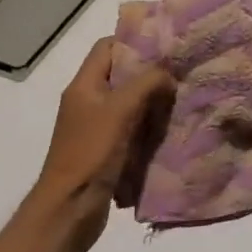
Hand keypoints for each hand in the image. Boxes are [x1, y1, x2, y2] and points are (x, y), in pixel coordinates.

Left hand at [28, 38, 173, 251]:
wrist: (68, 210)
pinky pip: (132, 130)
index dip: (134, 41)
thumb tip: (168, 73)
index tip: (166, 46)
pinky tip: (172, 129)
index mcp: (84, 85)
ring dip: (153, 102)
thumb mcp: (120, 110)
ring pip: (129, 104)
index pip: (107, 47)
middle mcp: (88, 102)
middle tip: (182, 74)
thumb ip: (146, 83)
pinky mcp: (106, 151)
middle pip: (121, 75)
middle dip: (150, 74)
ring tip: (183, 100)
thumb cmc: (90, 153)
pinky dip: (149, 127)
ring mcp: (96, 128)